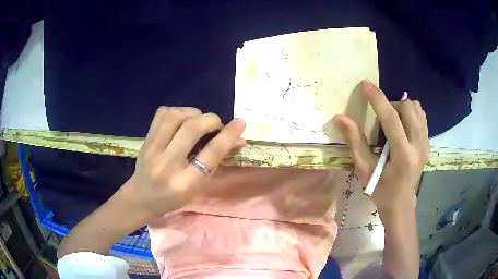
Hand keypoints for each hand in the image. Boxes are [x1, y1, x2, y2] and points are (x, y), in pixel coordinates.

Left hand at [121, 107, 245, 218]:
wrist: (142, 197)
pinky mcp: (145, 140)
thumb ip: (217, 161)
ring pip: (175, 116)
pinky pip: (162, 114)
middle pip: (192, 129)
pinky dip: (178, 111)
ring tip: (199, 120)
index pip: (211, 153)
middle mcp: (167, 165)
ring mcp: (152, 150)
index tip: (240, 122)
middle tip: (216, 125)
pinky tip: (183, 119)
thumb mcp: (199, 185)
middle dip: (211, 120)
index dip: (228, 135)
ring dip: (194, 113)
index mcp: (185, 183)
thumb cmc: (174, 198)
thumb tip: (238, 140)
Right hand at [333, 80, 428, 211]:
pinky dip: (410, 114)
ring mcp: (426, 144)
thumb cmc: (380, 190)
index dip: (377, 98)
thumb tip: (340, 118)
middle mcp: (419, 146)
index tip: (365, 84)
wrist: (401, 203)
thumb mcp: (364, 170)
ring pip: (416, 108)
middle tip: (381, 120)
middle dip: (391, 105)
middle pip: (407, 107)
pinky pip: (421, 116)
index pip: (391, 118)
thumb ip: (354, 142)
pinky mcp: (428, 143)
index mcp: (403, 156)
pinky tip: (402, 126)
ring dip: (401, 108)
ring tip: (393, 123)